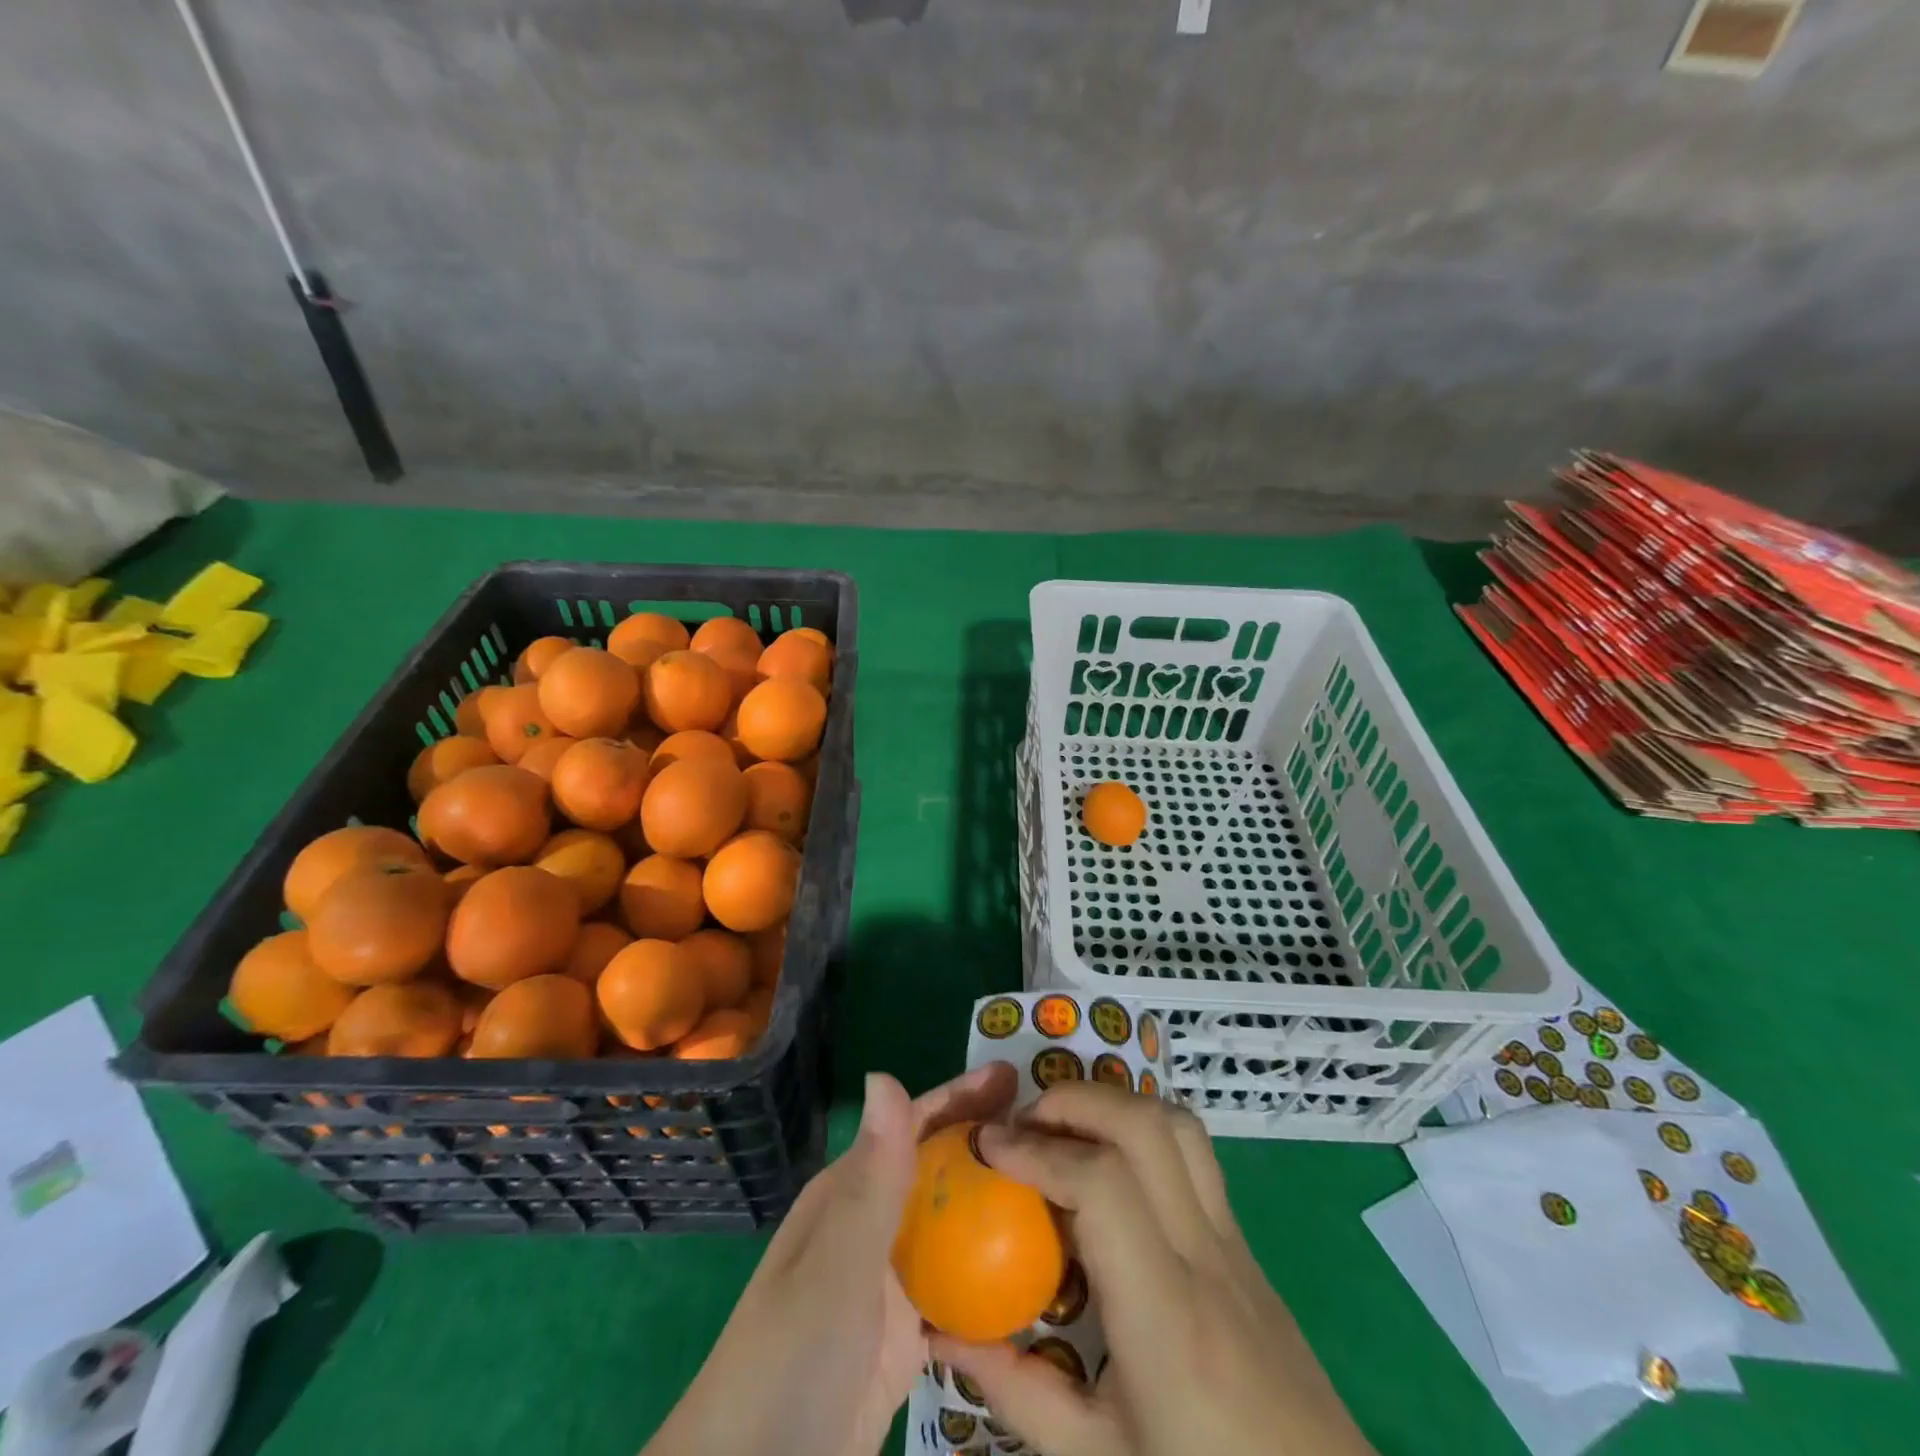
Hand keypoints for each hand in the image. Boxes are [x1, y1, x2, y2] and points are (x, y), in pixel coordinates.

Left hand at [643, 1062, 1017, 1455]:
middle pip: (941, 1166)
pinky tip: (1037, 1268)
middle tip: (1053, 1128)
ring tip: (1058, 1186)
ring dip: (997, 1200)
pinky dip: (993, 1269)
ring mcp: (890, 1280)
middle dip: (989, 1140)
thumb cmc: (792, 1358)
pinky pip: (959, 1284)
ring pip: (953, 1222)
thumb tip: (885, 1072)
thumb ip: (872, 1178)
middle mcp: (873, 1222)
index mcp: (852, 1191)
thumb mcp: (836, 1265)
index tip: (1018, 1076)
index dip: (963, 1096)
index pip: (915, 1125)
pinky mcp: (906, 1333)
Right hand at [932, 1083, 1375, 1455]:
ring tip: (1066, 1131)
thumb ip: (1017, 1392)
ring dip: (1113, 1105)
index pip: (1101, 1184)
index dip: (1037, 1151)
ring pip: (1179, 1125)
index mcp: (1165, 1312)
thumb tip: (944, 1334)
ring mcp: (1233, 1240)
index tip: (987, 1146)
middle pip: (1145, 1125)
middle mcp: (1203, 1254)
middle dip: (1073, 1101)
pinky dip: (1141, 1131)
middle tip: (1022, 1124)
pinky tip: (1110, 1171)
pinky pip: (1193, 1155)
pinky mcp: (1245, 1242)